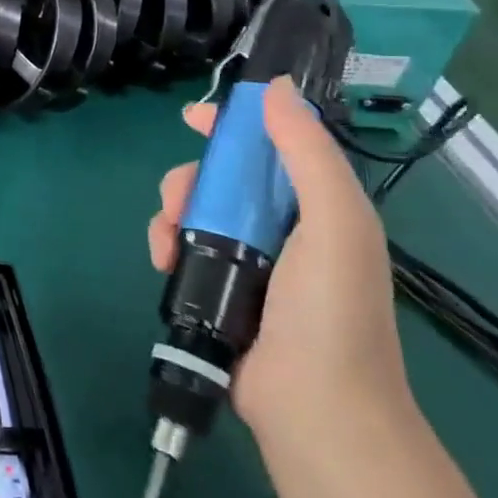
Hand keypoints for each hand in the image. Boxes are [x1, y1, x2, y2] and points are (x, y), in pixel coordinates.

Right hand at [148, 77, 412, 435]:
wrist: (315, 408)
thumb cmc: (330, 309)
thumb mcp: (334, 221)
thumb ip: (307, 154)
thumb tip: (277, 90)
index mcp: (316, 207)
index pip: (272, 148)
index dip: (235, 126)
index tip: (193, 117)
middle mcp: (282, 228)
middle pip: (222, 179)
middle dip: (192, 179)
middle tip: (178, 199)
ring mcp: (248, 262)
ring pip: (195, 212)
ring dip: (171, 215)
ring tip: (168, 240)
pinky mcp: (218, 289)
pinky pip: (183, 248)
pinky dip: (166, 246)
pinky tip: (163, 261)